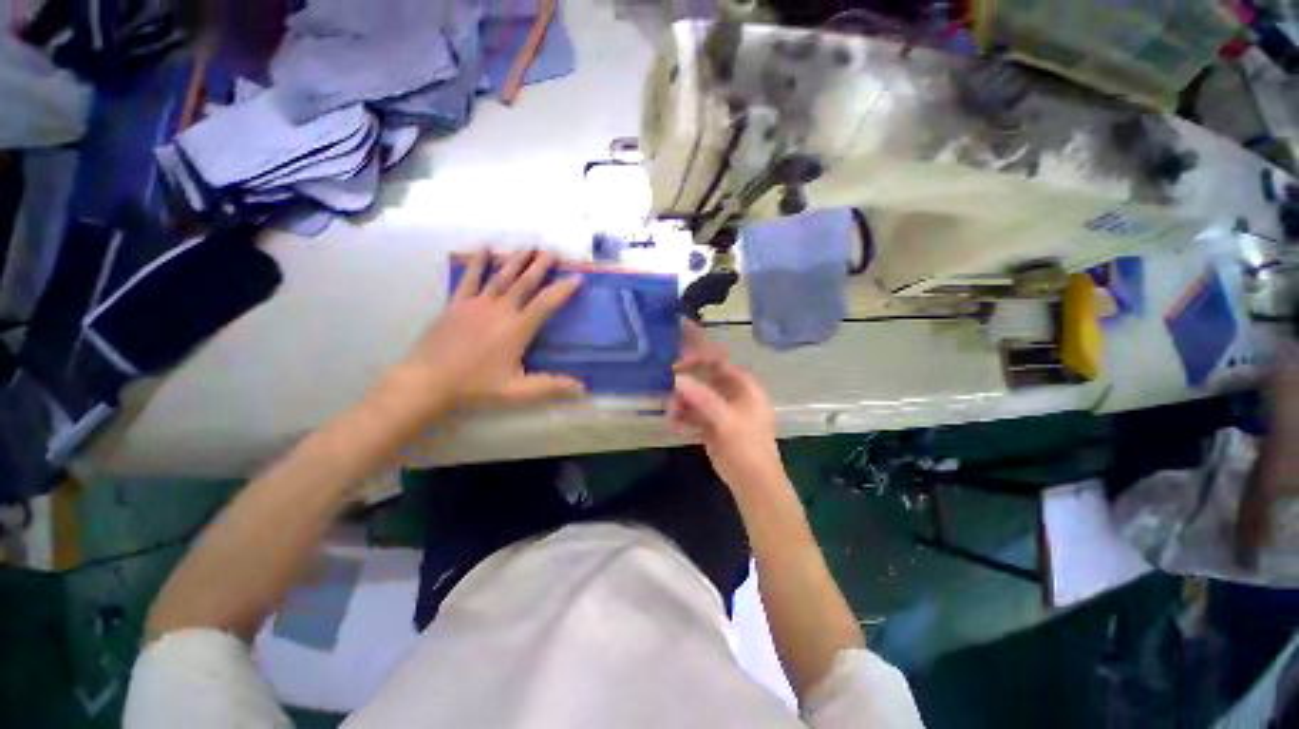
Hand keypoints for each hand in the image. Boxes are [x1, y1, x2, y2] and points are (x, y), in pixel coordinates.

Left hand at [389, 249, 585, 412]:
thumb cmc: (476, 386)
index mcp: (517, 328)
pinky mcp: (457, 304)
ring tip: (527, 247)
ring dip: (516, 260)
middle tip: (550, 251)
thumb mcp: (517, 391)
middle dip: (539, 266)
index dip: (563, 290)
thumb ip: (551, 387)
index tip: (577, 277)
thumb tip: (583, 388)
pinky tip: (484, 249)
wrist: (428, 381)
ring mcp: (476, 304)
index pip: (546, 303)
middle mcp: (500, 310)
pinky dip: (478, 263)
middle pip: (524, 283)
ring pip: (501, 276)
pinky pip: (470, 278)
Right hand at [669, 334, 784, 490]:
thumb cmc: (747, 448)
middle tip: (669, 386)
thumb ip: (703, 398)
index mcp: (745, 388)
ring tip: (671, 413)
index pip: (720, 363)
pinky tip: (674, 424)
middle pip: (706, 379)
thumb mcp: (727, 421)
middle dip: (687, 383)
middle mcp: (733, 395)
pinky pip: (695, 414)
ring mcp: (723, 411)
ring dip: (683, 402)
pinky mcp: (713, 426)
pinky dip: (684, 417)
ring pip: (698, 397)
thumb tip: (678, 379)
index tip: (678, 365)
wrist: (754, 484)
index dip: (699, 360)